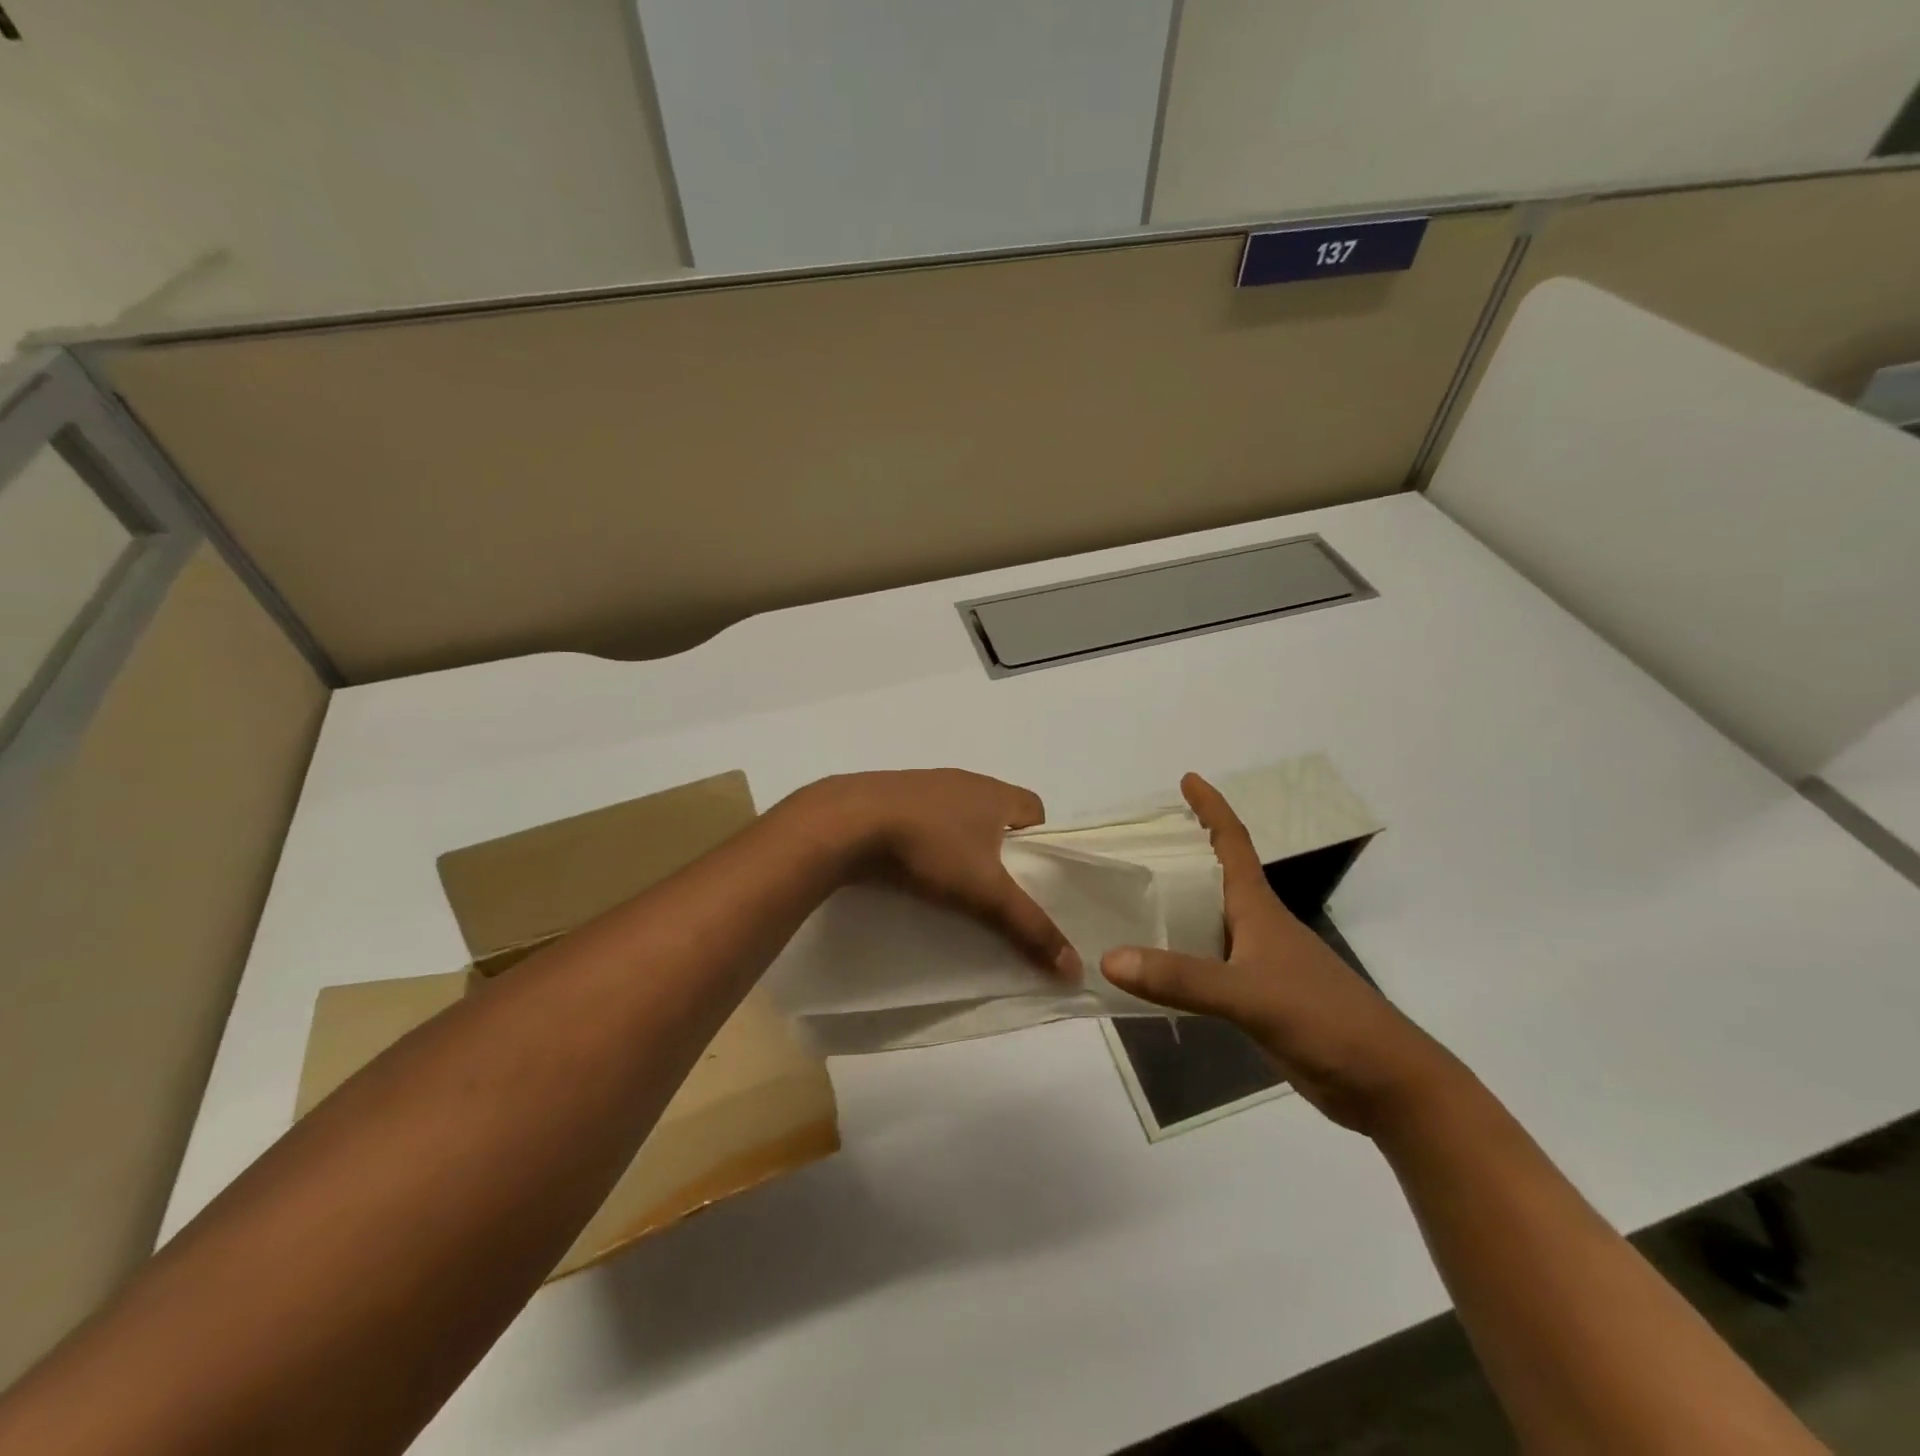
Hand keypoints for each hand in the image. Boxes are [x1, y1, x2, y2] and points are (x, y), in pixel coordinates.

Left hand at [790, 770, 1081, 980]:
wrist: (846, 823)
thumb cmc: (929, 848)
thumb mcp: (985, 893)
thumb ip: (1030, 927)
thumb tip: (1076, 968)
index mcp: (994, 792)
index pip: (1035, 809)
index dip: (1041, 843)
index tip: (1030, 879)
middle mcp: (963, 780)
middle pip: (997, 813)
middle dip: (1000, 849)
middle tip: (994, 888)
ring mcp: (923, 784)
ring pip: (957, 815)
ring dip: (960, 843)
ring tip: (952, 882)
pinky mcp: (889, 795)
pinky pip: (922, 817)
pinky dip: (925, 839)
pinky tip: (912, 867)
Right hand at [1102, 773, 1458, 1135]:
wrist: (1384, 1083)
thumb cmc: (1324, 1019)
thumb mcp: (1250, 994)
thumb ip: (1181, 978)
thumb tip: (1108, 958)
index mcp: (1258, 908)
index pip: (1232, 842)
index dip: (1211, 808)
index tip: (1188, 778)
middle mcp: (1255, 926)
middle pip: (1214, 877)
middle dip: (1181, 854)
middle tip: (1135, 843)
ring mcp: (1258, 963)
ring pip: (1206, 922)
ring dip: (1174, 907)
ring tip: (1130, 898)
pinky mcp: (1256, 998)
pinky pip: (1205, 964)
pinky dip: (1177, 957)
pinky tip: (1151, 968)